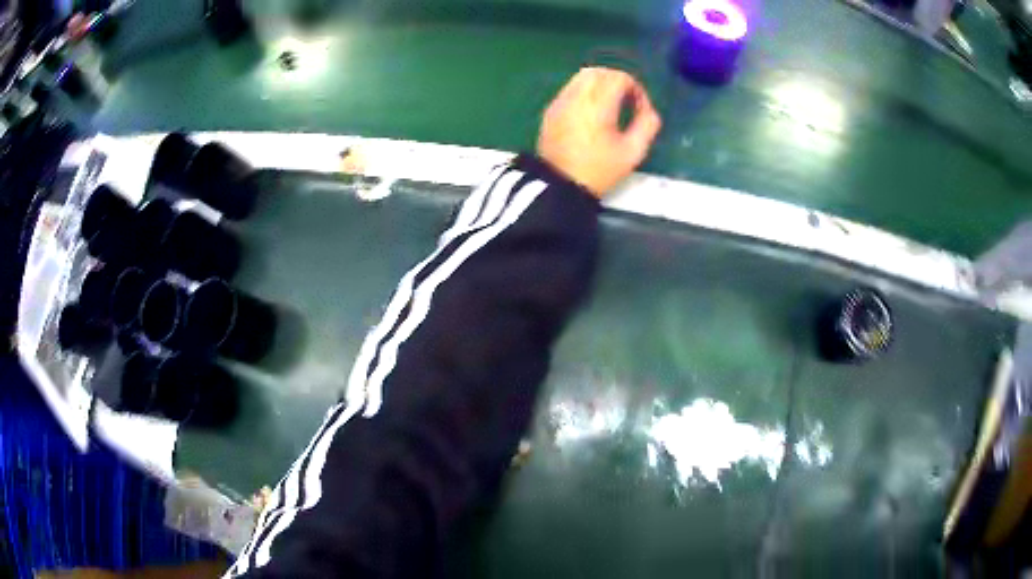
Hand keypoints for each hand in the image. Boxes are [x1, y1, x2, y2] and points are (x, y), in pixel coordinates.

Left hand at [537, 67, 661, 197]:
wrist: (558, 186)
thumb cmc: (598, 171)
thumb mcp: (632, 153)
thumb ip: (647, 126)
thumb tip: (650, 112)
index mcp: (598, 105)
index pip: (619, 78)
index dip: (636, 89)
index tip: (640, 109)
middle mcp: (577, 97)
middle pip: (600, 71)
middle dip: (618, 81)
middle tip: (628, 101)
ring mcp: (560, 102)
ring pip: (582, 77)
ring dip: (601, 83)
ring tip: (612, 105)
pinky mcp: (551, 110)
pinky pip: (571, 89)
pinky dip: (585, 91)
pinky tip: (592, 112)